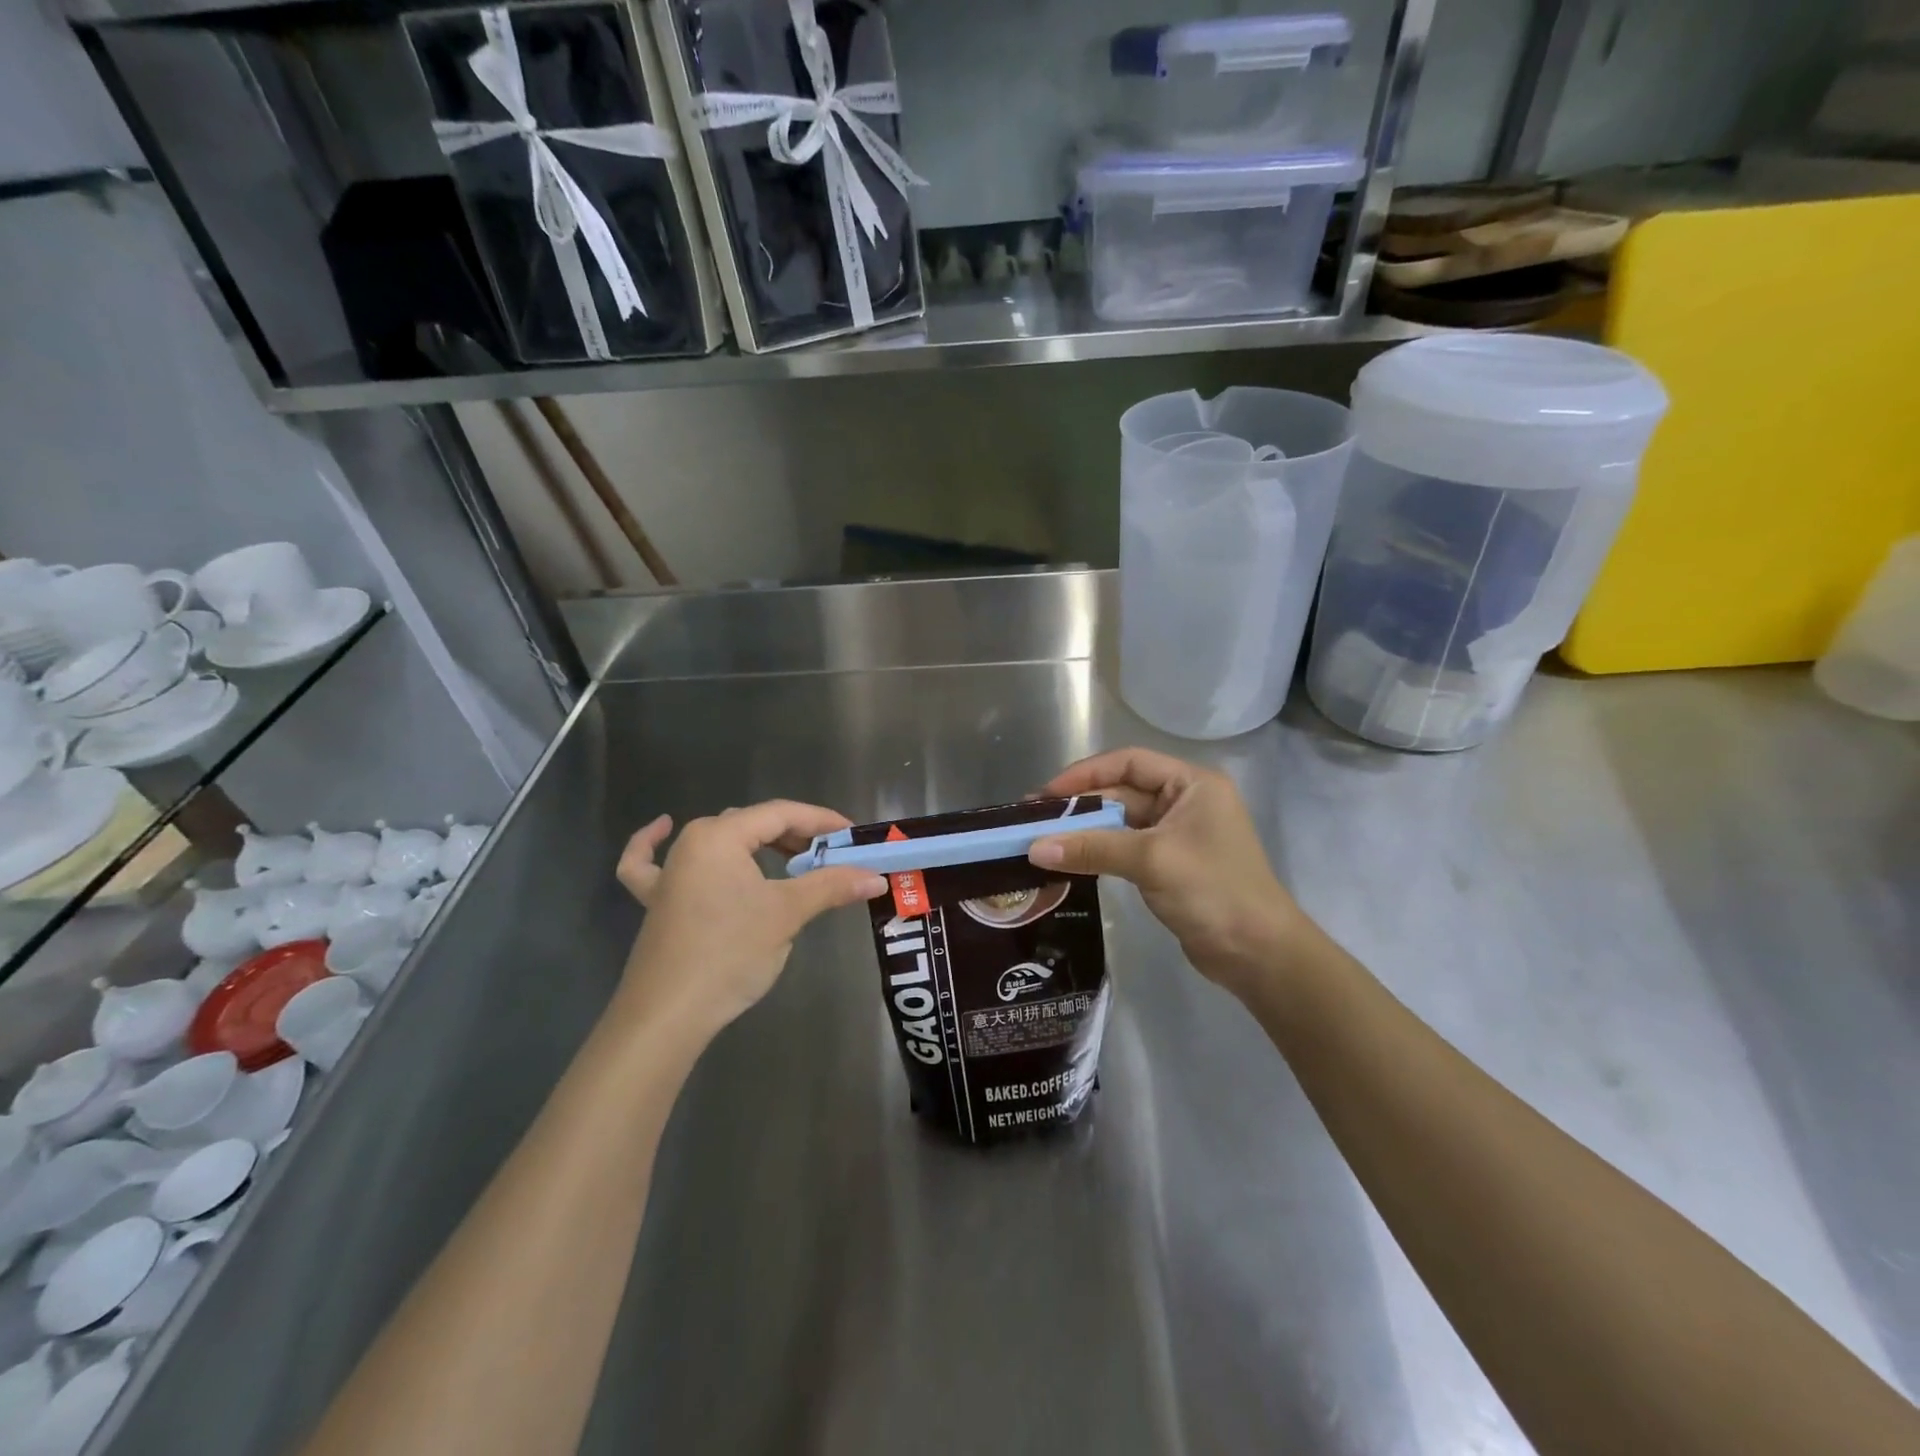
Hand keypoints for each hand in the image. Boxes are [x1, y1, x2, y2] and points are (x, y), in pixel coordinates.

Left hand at [614, 802, 885, 1039]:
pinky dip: (655, 844)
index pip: (781, 814)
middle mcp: (691, 843)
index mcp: (720, 835)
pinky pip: (652, 863)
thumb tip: (875, 877)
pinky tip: (662, 828)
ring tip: (790, 856)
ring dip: (755, 845)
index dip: (821, 821)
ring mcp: (669, 872)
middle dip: (795, 836)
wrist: (667, 1015)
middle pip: (752, 824)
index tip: (852, 836)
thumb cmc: (730, 953)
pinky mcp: (656, 901)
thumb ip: (831, 886)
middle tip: (832, 856)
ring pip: (719, 842)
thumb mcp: (787, 914)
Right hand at [1028, 749, 1312, 995]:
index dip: (1085, 774)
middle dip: (1080, 806)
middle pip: (1122, 793)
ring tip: (1041, 840)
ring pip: (1120, 823)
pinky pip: (1124, 849)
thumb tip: (1033, 848)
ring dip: (1085, 831)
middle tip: (1033, 821)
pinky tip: (1068, 860)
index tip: (1047, 793)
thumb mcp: (1151, 861)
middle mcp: (1184, 802)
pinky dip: (1098, 852)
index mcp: (1191, 785)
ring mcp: (1176, 835)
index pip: (1130, 762)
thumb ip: (1092, 848)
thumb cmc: (1212, 891)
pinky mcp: (1168, 866)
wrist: (1258, 954)